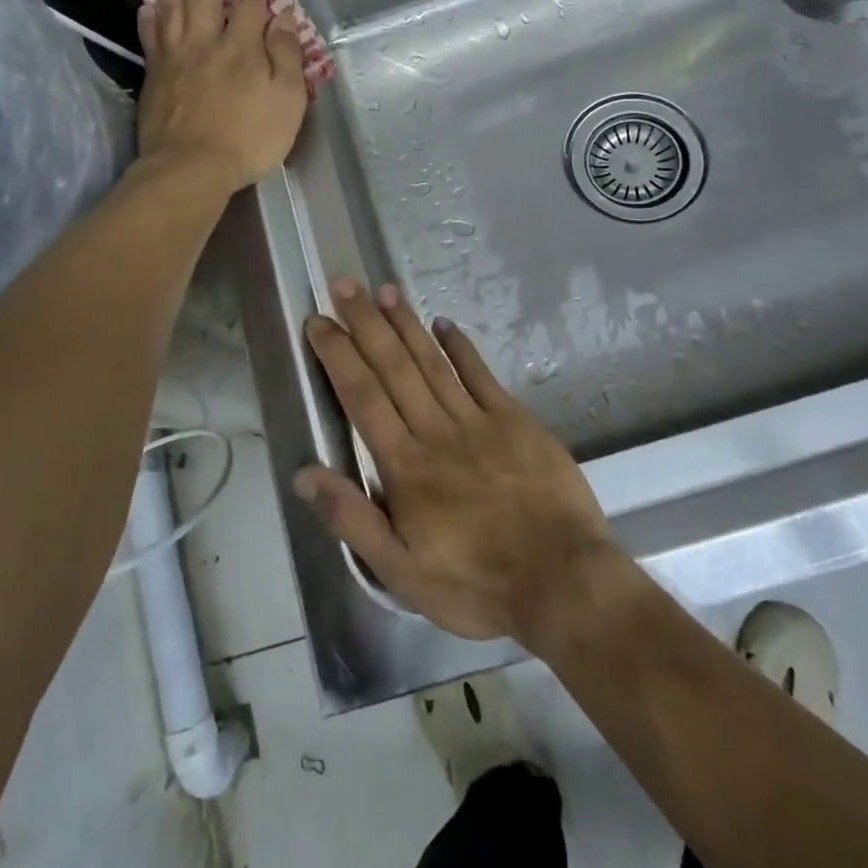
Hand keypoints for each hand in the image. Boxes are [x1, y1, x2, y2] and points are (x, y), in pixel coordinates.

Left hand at [137, 0, 308, 191]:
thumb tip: (284, 16)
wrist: (190, 168)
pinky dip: (148, 16)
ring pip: (171, 6)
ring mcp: (175, 58)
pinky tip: (146, 4)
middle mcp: (205, 42)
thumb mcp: (287, 101)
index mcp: (242, 47)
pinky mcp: (154, 76)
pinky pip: (149, 37)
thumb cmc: (248, 138)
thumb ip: (286, 56)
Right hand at [294, 279, 621, 646]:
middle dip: (365, 323)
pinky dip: (460, 346)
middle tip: (344, 284)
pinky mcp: (514, 420)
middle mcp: (436, 431)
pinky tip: (444, 323)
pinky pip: (481, 375)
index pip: (362, 397)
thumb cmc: (476, 584)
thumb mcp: (401, 573)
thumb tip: (305, 474)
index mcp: (406, 466)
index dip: (338, 355)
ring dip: (406, 324)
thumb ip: (352, 520)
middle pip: (394, 367)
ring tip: (384, 290)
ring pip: (432, 363)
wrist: (563, 582)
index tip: (319, 322)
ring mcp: (479, 421)